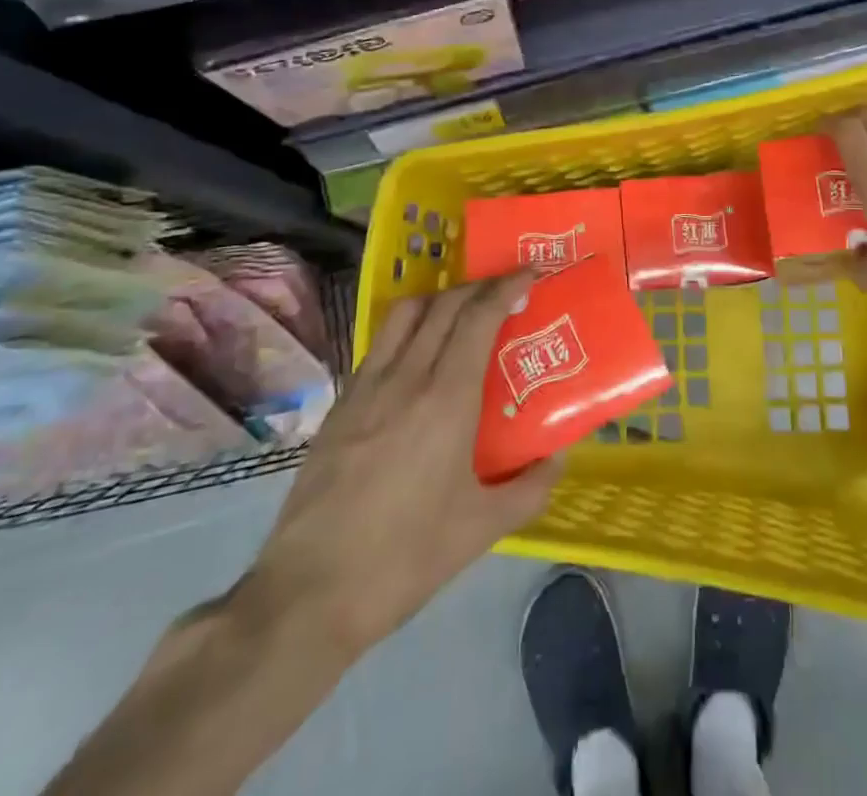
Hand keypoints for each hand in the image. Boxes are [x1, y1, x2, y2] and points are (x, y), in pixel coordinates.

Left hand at [243, 272, 558, 665]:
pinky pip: (381, 345)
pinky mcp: (340, 406)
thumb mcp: (482, 529)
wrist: (308, 594)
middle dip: (480, 286)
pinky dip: (409, 330)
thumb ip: (530, 488)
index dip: (506, 286)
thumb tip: (557, 457)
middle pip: (445, 304)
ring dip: (440, 299)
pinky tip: (418, 358)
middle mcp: (406, 377)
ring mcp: (366, 388)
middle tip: (505, 291)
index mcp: (446, 398)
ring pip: (405, 314)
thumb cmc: (405, 557)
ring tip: (462, 313)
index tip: (530, 273)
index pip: (479, 316)